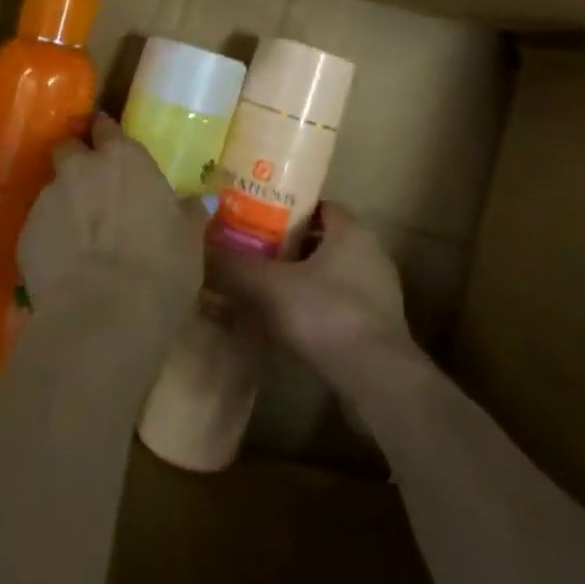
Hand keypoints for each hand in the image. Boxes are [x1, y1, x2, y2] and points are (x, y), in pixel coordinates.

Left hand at [18, 114, 206, 324]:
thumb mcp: (189, 239)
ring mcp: (48, 199)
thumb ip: (188, 212)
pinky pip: (40, 226)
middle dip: (76, 160)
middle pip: (68, 148)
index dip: (106, 134)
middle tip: (93, 186)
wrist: (102, 317)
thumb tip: (196, 202)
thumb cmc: (160, 269)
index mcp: (124, 159)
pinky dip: (51, 236)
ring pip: (53, 189)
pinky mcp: (25, 234)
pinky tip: (65, 263)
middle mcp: (81, 168)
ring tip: (81, 235)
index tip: (111, 146)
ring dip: (65, 202)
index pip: (106, 126)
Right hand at [208, 203, 415, 381]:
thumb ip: (236, 267)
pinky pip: (342, 302)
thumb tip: (204, 249)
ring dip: (304, 278)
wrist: (376, 377)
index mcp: (351, 231)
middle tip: (256, 254)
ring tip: (268, 290)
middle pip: (323, 239)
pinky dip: (318, 306)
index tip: (258, 220)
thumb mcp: (270, 287)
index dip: (287, 210)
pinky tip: (292, 323)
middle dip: (290, 246)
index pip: (318, 205)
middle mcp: (371, 252)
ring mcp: (380, 290)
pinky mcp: (380, 324)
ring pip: (333, 272)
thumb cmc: (325, 315)